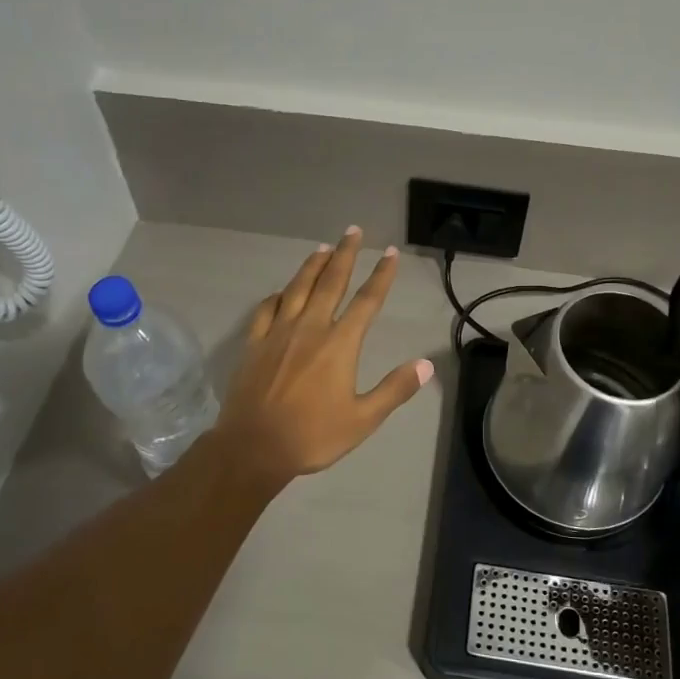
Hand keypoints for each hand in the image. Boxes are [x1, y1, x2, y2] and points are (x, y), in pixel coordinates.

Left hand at [215, 228, 434, 482]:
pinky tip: (281, 293)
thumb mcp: (363, 419)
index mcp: (339, 344)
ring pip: (297, 289)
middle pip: (330, 282)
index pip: (367, 301)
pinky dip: (277, 296)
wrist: (253, 447)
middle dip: (344, 255)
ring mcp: (278, 333)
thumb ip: (394, 389)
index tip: (390, 253)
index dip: (381, 275)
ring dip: (312, 266)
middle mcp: (310, 328)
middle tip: (352, 231)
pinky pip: (266, 310)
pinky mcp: (254, 344)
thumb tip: (426, 365)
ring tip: (322, 248)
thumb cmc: (312, 436)